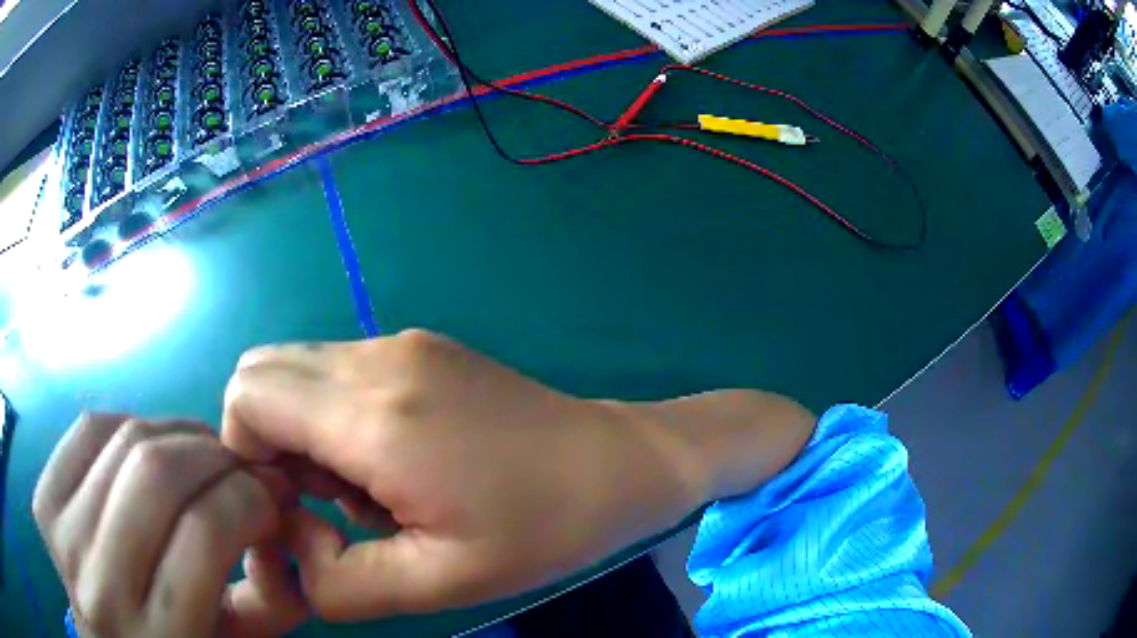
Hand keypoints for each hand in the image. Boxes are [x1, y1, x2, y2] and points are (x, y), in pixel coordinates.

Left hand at [32, 415, 308, 636]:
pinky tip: (145, 448)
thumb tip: (288, 525)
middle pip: (157, 473)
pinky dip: (127, 424)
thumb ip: (271, 601)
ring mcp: (63, 538)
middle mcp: (103, 587)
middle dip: (213, 453)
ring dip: (176, 433)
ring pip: (123, 440)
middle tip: (238, 464)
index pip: (205, 531)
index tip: (272, 491)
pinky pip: (87, 431)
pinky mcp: (43, 501)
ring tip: (198, 452)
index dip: (249, 495)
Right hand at [222, 329, 708, 620]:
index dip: (247, 456)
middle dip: (268, 442)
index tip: (292, 509)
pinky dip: (335, 417)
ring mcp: (401, 343)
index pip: (247, 396)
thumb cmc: (541, 530)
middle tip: (326, 505)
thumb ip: (340, 582)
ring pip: (298, 372)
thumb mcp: (438, 582)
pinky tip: (392, 463)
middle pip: (262, 373)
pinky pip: (339, 372)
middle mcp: (377, 358)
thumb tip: (292, 543)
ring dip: (304, 433)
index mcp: (374, 414)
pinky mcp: (421, 347)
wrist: (619, 464)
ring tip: (368, 491)